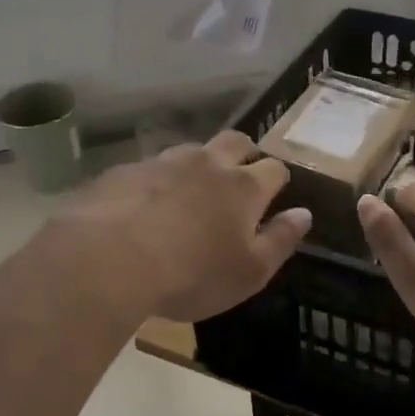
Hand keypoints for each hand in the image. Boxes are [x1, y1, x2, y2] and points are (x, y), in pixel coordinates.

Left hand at [56, 131, 309, 322]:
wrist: (109, 258)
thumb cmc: (193, 273)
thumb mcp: (251, 271)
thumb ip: (281, 240)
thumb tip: (304, 214)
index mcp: (244, 187)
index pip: (274, 169)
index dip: (277, 179)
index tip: (274, 194)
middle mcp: (207, 164)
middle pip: (235, 142)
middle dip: (244, 154)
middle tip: (240, 176)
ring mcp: (163, 162)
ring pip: (192, 150)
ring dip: (200, 164)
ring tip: (192, 191)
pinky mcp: (125, 171)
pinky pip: (150, 167)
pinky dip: (158, 180)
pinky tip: (146, 204)